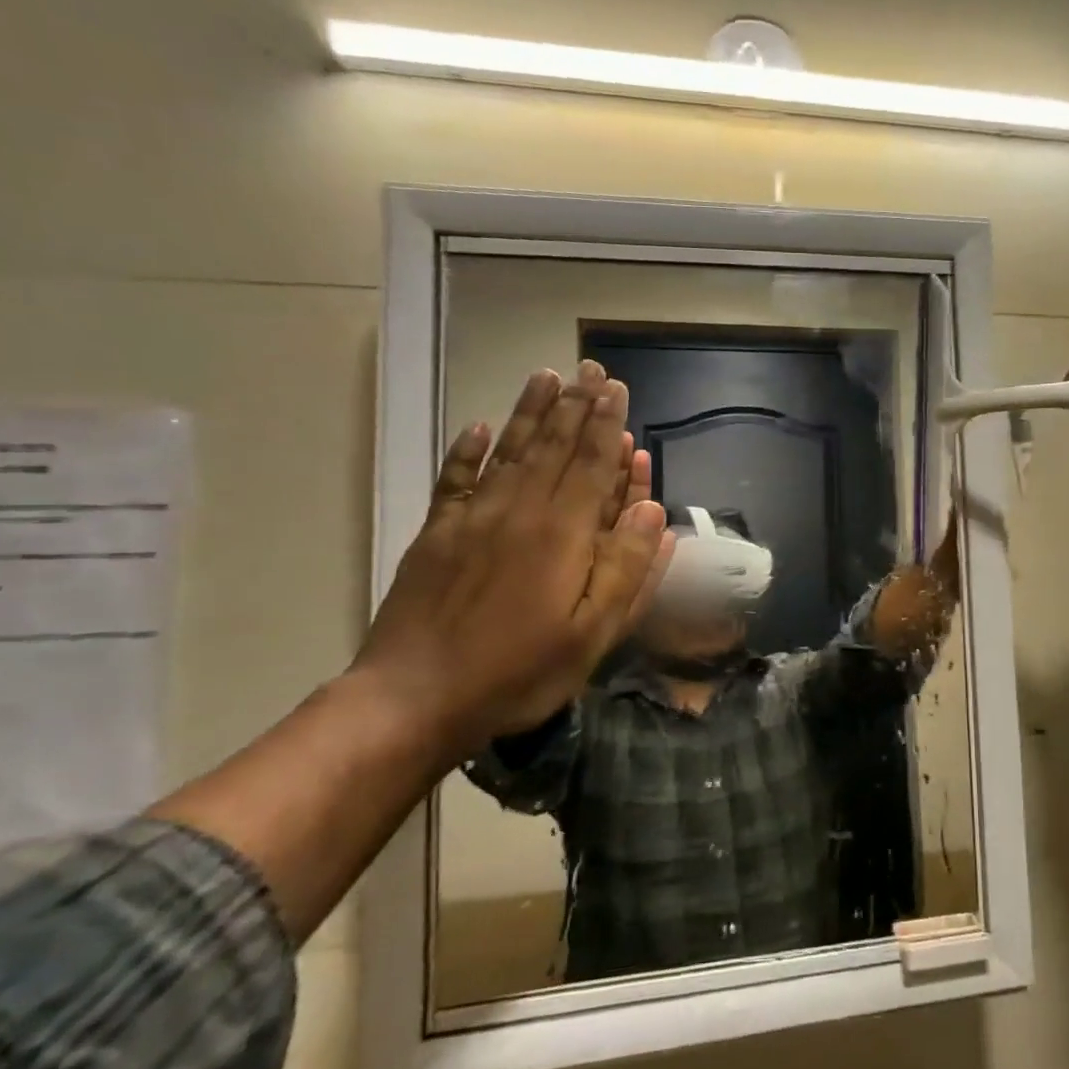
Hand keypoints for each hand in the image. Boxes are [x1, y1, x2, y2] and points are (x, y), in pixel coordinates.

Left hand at [351, 362, 674, 755]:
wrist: (414, 699)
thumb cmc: (518, 672)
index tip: (616, 388)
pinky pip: (456, 479)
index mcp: (562, 534)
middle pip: (553, 446)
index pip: (592, 464)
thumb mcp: (593, 634)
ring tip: (546, 376)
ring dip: (530, 412)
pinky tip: (481, 427)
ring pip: (510, 451)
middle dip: (575, 405)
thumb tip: (654, 509)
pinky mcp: (437, 534)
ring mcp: (472, 519)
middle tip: (589, 369)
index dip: (607, 424)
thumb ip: (627, 568)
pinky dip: (468, 450)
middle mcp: (519, 511)